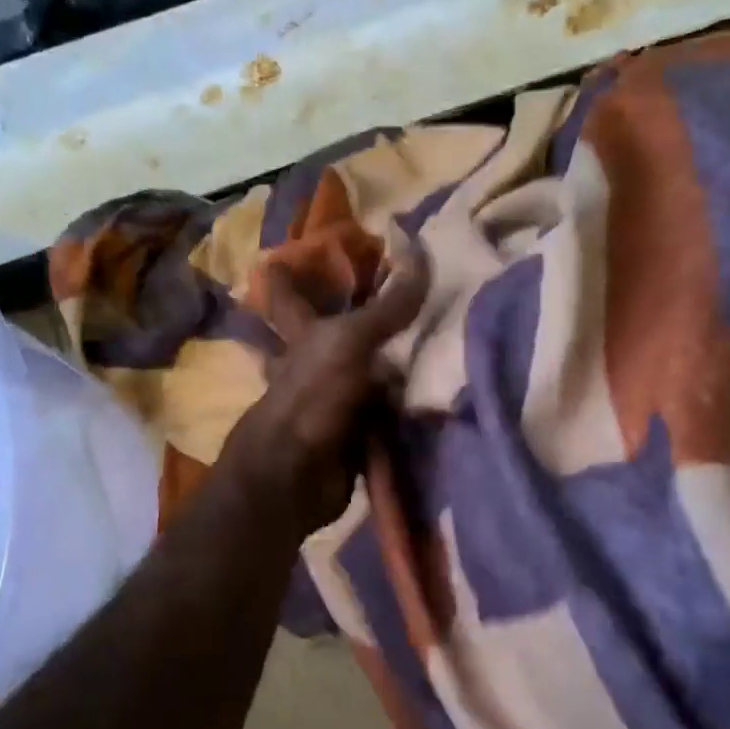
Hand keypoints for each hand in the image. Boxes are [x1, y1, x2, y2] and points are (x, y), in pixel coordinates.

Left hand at [217, 251, 428, 538]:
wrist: (297, 476)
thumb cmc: (312, 396)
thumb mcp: (350, 341)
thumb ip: (388, 306)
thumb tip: (420, 252)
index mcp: (302, 335)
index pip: (289, 295)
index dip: (287, 275)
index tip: (289, 256)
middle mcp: (315, 364)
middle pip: (338, 334)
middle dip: (361, 321)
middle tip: (404, 299)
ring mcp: (335, 400)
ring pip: (370, 373)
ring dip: (398, 366)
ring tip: (442, 340)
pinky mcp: (356, 433)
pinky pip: (388, 411)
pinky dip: (409, 405)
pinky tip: (442, 390)